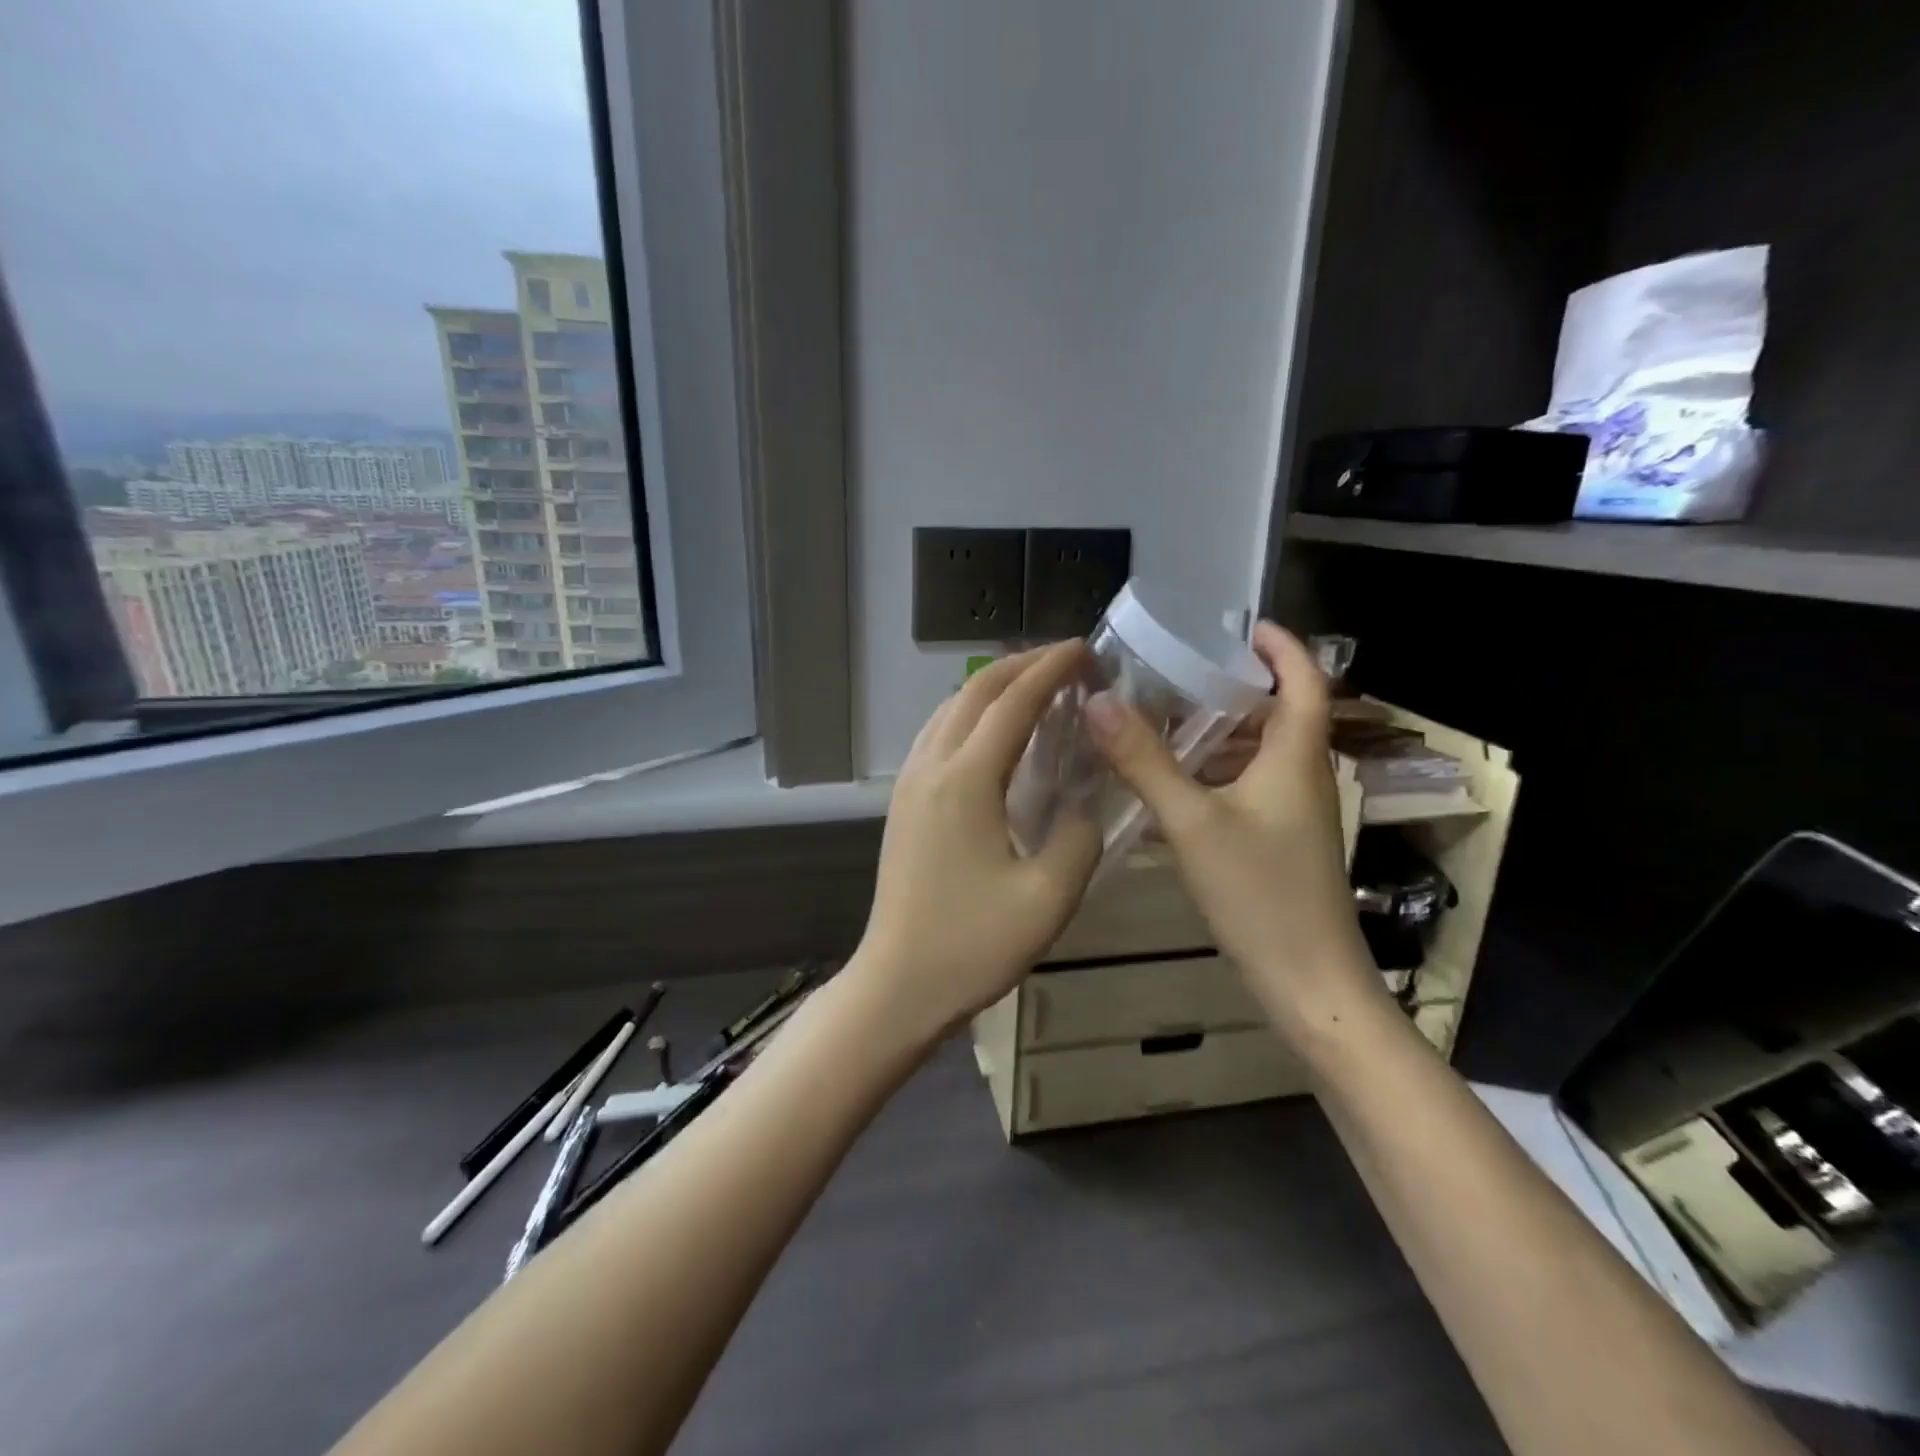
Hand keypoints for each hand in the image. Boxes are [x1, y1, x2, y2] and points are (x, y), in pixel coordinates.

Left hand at [851, 642, 1103, 1043]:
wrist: (898, 984)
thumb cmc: (972, 945)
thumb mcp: (1048, 898)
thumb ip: (1078, 837)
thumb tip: (1084, 803)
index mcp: (966, 780)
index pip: (1013, 701)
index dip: (1052, 668)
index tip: (1087, 649)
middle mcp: (931, 765)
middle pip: (976, 690)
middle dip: (1023, 664)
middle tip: (1070, 662)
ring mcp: (910, 780)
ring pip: (952, 707)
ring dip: (995, 686)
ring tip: (1039, 687)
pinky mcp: (903, 799)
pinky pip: (939, 732)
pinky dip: (973, 712)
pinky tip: (997, 732)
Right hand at [1084, 622, 1377, 1034]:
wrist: (1309, 984)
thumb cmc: (1260, 894)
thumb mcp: (1192, 822)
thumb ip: (1143, 761)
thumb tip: (1097, 701)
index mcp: (1296, 758)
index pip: (1305, 682)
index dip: (1282, 648)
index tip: (1242, 627)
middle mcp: (1302, 778)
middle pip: (1277, 716)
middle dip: (1233, 690)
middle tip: (1176, 674)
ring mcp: (1294, 815)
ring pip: (1258, 757)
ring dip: (1217, 736)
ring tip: (1160, 723)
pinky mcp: (1280, 845)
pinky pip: (1246, 791)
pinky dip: (1212, 777)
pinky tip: (1169, 788)